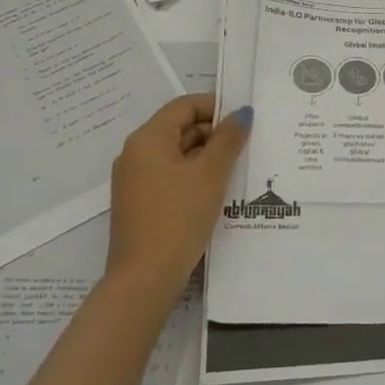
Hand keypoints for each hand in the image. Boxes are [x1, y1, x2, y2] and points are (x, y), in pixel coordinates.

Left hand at [106, 95, 252, 300]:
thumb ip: (228, 138)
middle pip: (180, 129)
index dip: (216, 106)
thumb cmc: (178, 217)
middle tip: (248, 146)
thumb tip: (242, 112)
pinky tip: (218, 192)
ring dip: (207, 157)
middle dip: (214, 134)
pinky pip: (171, 178)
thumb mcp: (211, 174)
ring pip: (177, 155)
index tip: (245, 118)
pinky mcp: (141, 205)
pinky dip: (194, 177)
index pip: (184, 106)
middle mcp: (135, 154)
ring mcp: (135, 181)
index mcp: (147, 139)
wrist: (146, 278)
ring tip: (239, 169)